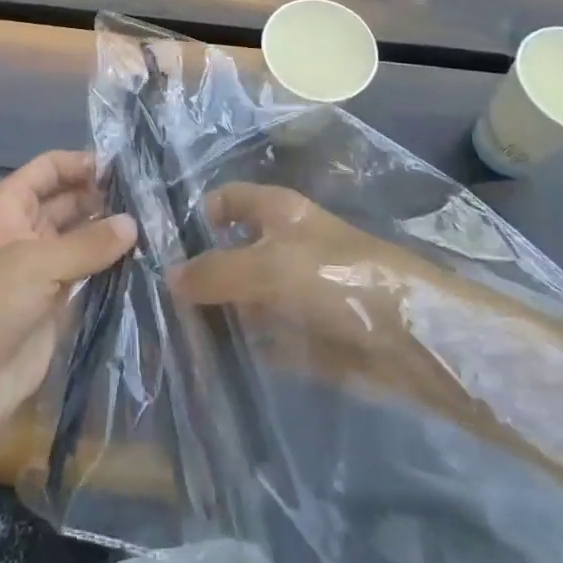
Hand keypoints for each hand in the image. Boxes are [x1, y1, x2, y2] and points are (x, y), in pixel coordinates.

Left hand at [0, 150, 136, 448]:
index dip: (81, 163)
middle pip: (69, 200)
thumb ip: (88, 242)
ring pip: (83, 237)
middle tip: (150, 197)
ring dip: (111, 232)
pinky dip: (112, 265)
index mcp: (9, 205)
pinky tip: (145, 258)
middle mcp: (27, 229)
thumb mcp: (36, 263)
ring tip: (156, 224)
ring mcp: (43, 266)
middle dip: (103, 196)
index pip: (49, 168)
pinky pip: (90, 272)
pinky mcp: (58, 301)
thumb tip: (133, 223)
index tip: (124, 166)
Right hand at [171, 182, 461, 405]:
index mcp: (276, 212)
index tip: (162, 251)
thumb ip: (215, 272)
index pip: (226, 200)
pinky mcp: (304, 333)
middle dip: (198, 275)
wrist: (407, 337)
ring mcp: (293, 291)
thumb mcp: (267, 266)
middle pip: (229, 252)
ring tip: (171, 338)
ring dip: (214, 315)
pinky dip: (239, 346)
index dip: (197, 217)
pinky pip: (261, 336)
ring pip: (242, 298)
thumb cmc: (334, 278)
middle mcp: (282, 245)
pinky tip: (206, 362)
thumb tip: (168, 276)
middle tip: (155, 305)